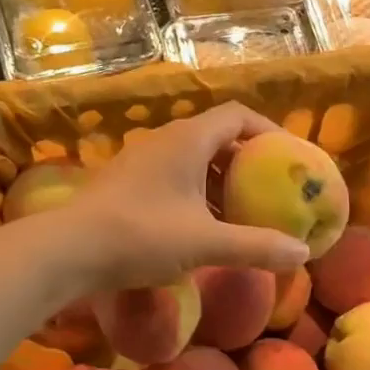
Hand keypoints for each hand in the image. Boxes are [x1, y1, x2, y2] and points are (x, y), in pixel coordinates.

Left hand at [54, 103, 310, 290]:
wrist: (66, 251)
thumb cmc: (141, 236)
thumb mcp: (206, 244)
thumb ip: (257, 246)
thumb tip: (303, 253)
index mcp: (188, 139)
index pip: (238, 115)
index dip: (269, 132)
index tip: (290, 159)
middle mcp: (165, 140)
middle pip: (218, 136)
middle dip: (248, 161)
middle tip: (271, 187)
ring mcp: (142, 160)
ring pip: (194, 158)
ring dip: (221, 179)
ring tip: (242, 209)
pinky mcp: (128, 182)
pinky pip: (175, 175)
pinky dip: (198, 192)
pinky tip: (204, 225)